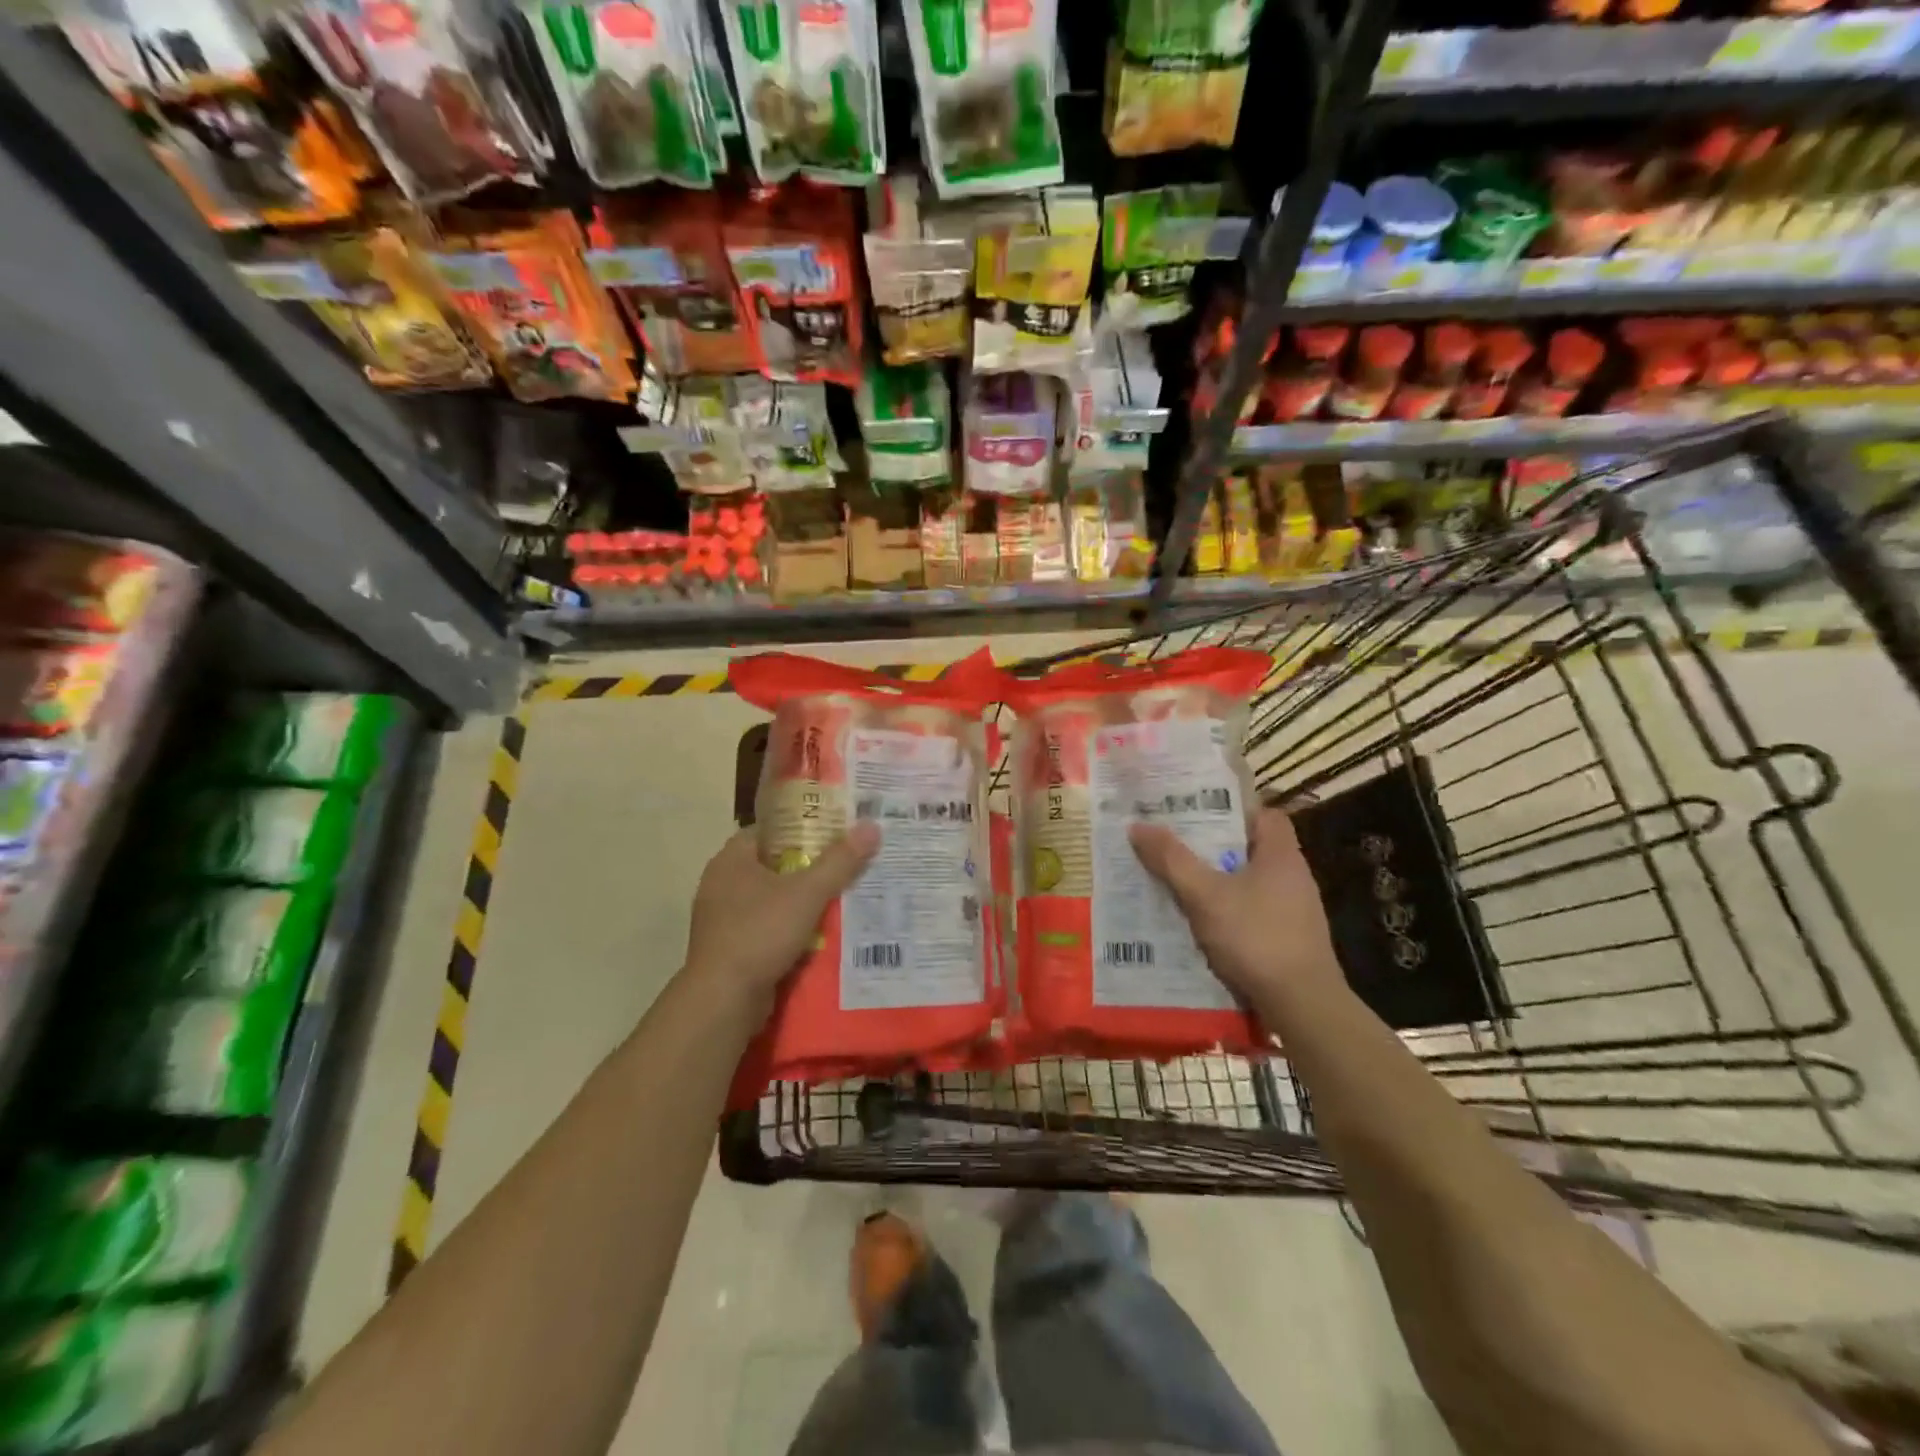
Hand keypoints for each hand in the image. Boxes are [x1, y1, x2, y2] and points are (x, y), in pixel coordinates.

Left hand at [682, 823, 880, 1013]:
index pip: (770, 830)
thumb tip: (872, 827)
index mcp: (731, 860)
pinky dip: (791, 929)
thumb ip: (840, 861)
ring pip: (772, 899)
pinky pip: (768, 928)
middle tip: (847, 863)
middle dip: (810, 866)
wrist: (723, 1000)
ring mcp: (723, 919)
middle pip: (774, 865)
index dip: (803, 827)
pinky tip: (821, 934)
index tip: (836, 831)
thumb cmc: (760, 933)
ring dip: (802, 901)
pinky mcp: (731, 948)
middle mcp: (721, 884)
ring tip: (843, 897)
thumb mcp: (807, 893)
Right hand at [1129, 807, 1344, 1021]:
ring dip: (1216, 881)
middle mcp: (1293, 876)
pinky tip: (1198, 923)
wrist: (1302, 1005)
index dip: (1231, 808)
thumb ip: (1171, 859)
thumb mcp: (1204, 895)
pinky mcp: (1289, 939)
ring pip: (1248, 882)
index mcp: (1281, 854)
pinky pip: (1251, 912)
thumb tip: (1138, 825)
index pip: (1263, 814)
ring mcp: (1295, 911)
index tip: (1196, 811)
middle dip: (1212, 847)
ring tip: (1176, 882)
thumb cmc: (1256, 937)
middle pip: (1250, 848)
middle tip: (1173, 844)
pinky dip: (1226, 911)